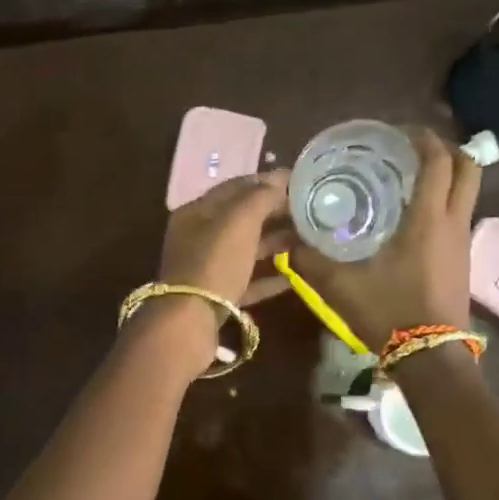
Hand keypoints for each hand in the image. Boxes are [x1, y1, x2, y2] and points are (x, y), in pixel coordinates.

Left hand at [137, 170, 292, 376]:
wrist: (190, 321)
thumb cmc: (214, 262)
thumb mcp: (239, 221)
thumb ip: (261, 197)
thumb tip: (280, 179)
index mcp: (197, 212)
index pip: (235, 187)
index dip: (266, 181)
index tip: (298, 182)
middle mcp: (198, 237)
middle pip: (241, 219)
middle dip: (274, 212)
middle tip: (308, 211)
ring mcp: (207, 269)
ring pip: (245, 249)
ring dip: (274, 243)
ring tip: (307, 239)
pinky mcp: (217, 298)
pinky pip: (247, 281)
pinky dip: (269, 277)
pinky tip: (293, 278)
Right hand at [291, 129, 478, 349]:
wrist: (430, 358)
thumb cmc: (389, 312)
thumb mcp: (340, 285)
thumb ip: (310, 260)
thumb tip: (287, 242)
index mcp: (429, 218)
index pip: (439, 161)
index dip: (424, 139)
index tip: (399, 133)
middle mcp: (454, 223)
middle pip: (469, 169)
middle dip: (446, 151)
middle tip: (412, 152)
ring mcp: (463, 243)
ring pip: (467, 194)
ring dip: (446, 179)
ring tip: (408, 183)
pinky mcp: (463, 262)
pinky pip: (459, 218)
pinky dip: (443, 205)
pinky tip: (412, 221)